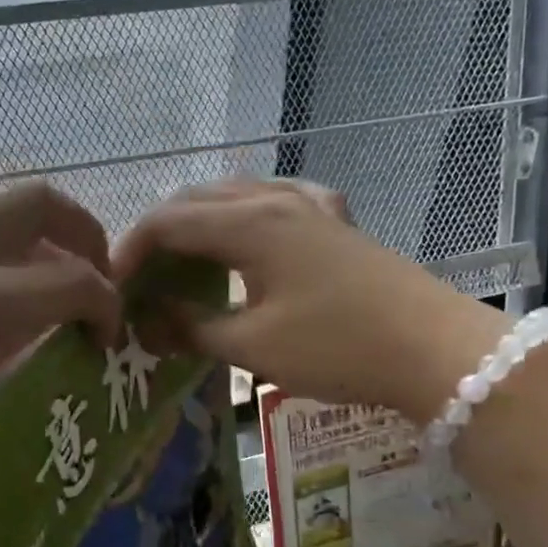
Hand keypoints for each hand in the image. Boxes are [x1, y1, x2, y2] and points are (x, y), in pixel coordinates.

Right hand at [113, 179, 506, 419]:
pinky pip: (280, 201)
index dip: (131, 250)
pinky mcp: (337, 223)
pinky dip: (248, 215)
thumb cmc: (336, 347)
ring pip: (237, 196)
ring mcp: (311, 206)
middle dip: (160, 234)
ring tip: (184, 258)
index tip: (113, 286)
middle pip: (198, 201)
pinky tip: (255, 232)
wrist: (435, 350)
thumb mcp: (252, 346)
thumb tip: (147, 324)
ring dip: (201, 222)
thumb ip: (190, 329)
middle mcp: (275, 200)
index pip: (168, 222)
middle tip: (142, 277)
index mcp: (249, 223)